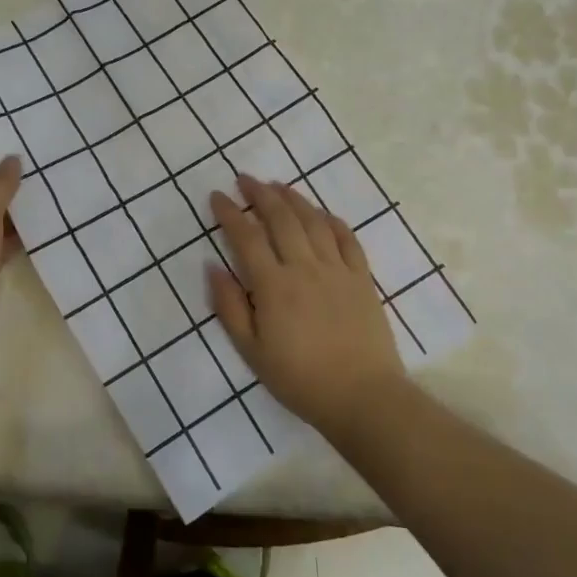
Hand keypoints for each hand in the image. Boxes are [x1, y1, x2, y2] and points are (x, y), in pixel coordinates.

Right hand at [207, 175, 404, 440]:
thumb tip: (212, 266)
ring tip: (277, 185)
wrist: (363, 398)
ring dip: (293, 198)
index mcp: (273, 286)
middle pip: (280, 218)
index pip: (246, 237)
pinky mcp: (362, 278)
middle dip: (259, 193)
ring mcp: (337, 270)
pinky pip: (346, 238)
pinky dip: (331, 219)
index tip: (216, 196)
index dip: (229, 213)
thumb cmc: (300, 379)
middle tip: (244, 178)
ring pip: (313, 221)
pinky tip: (321, 212)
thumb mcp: (251, 351)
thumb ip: (229, 306)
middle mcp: (304, 267)